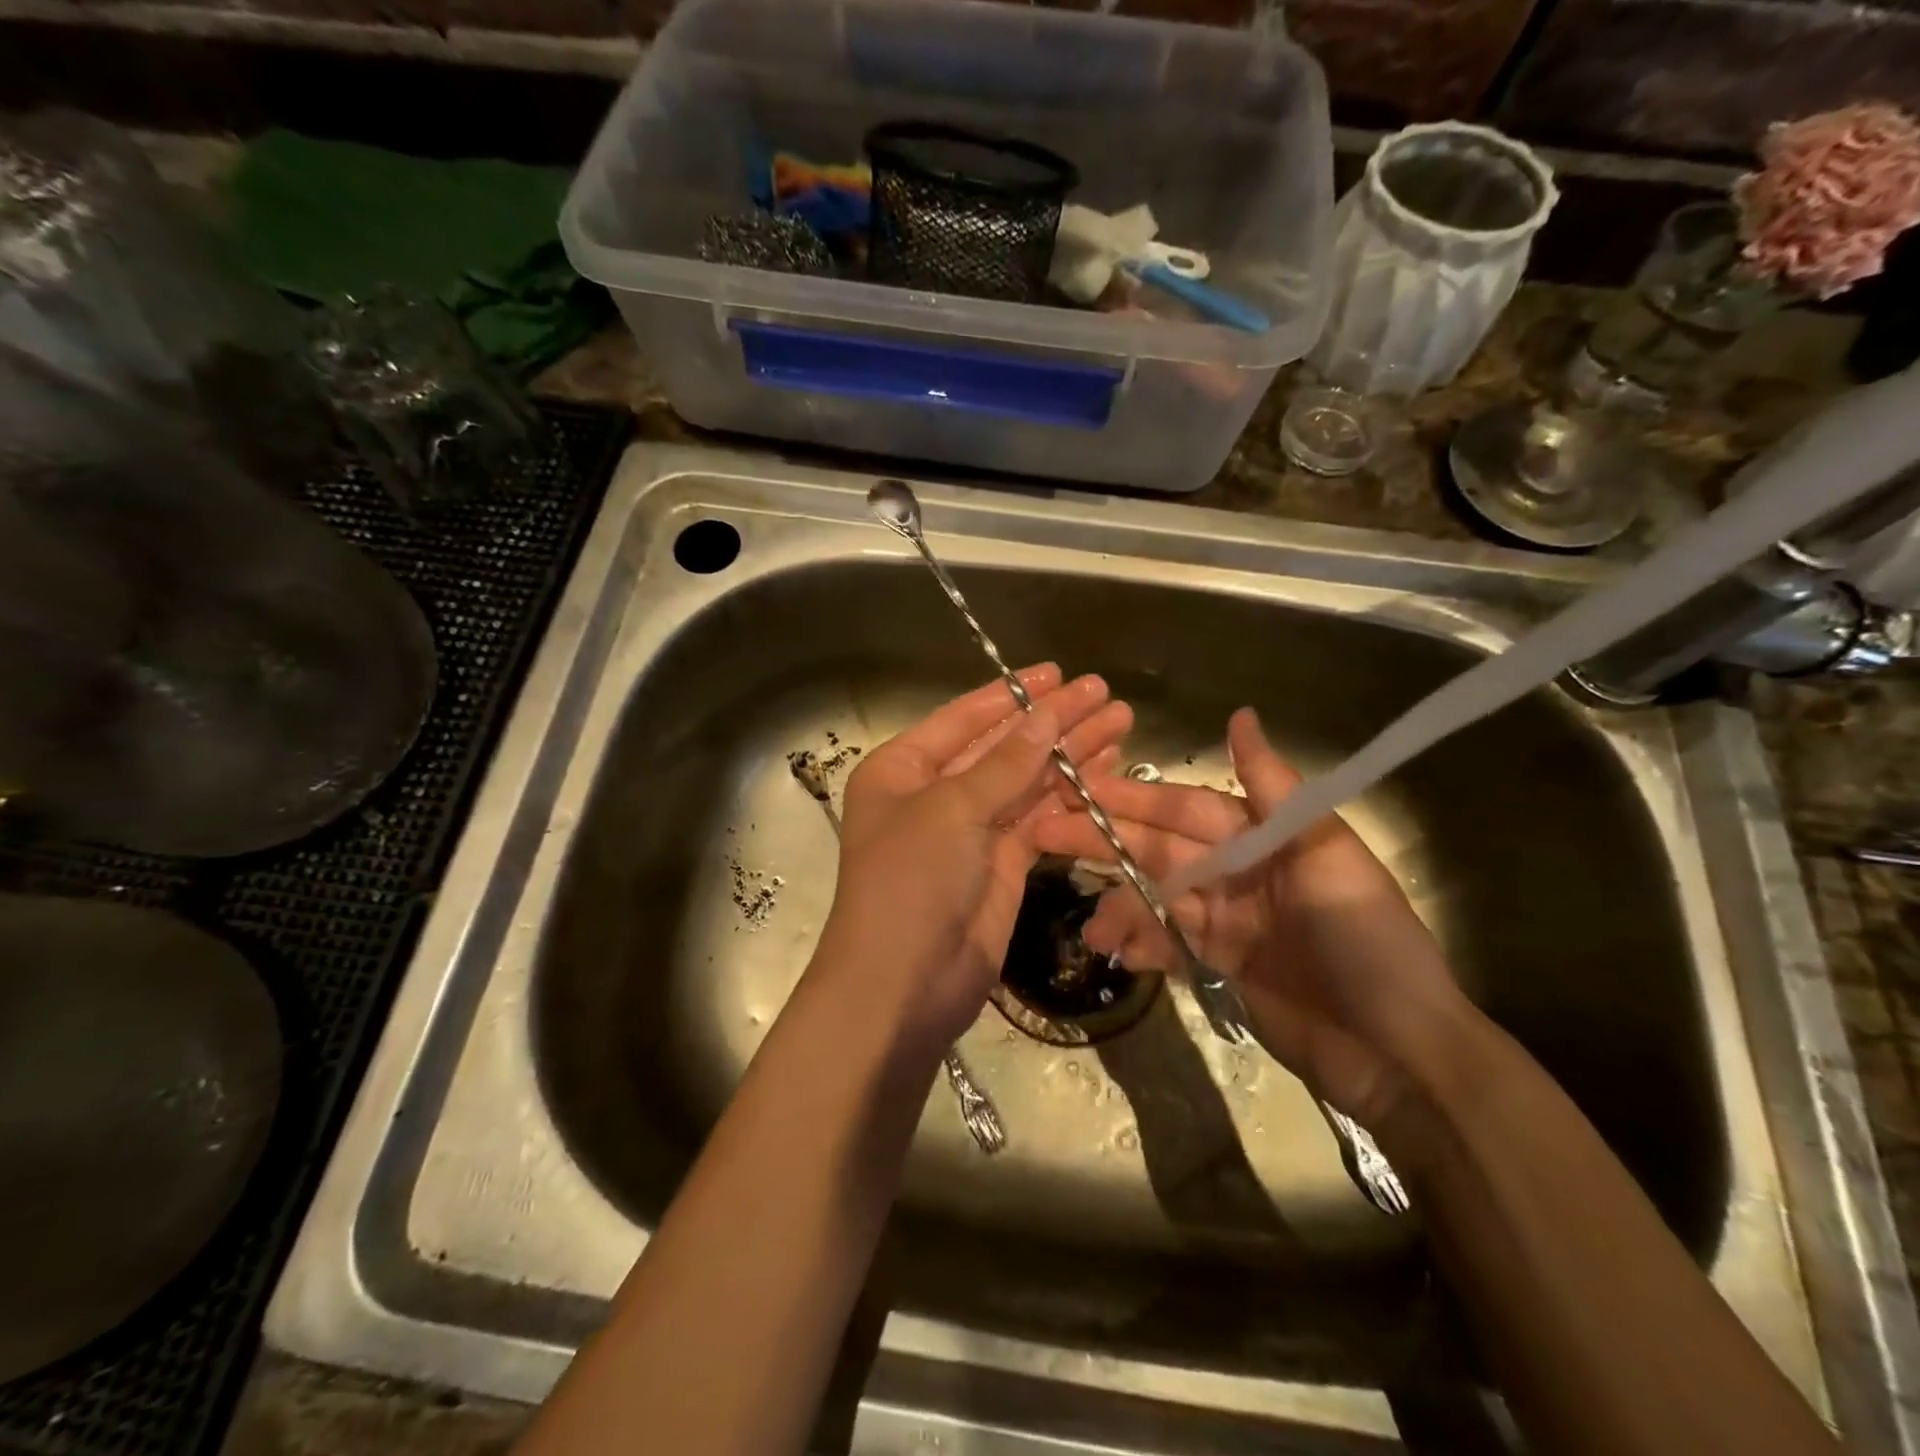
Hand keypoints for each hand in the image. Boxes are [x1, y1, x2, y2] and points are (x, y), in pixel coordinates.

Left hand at [811, 665, 1132, 1055]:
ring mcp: (971, 830)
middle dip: (1053, 721)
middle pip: (1003, 746)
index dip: (1014, 694)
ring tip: (1120, 723)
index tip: (1059, 673)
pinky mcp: (1002, 864)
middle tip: (1106, 694)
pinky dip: (1071, 797)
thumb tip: (1048, 713)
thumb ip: (1005, 762)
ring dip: (1071, 754)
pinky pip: (1040, 819)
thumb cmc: (911, 880)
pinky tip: (1106, 771)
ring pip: (1027, 781)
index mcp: (903, 768)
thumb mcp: (952, 809)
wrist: (904, 983)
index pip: (966, 718)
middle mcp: (935, 793)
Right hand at [1032, 707, 1467, 1129]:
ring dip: (1119, 905)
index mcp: (1263, 837)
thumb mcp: (1326, 856)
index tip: (1078, 788)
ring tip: (1089, 925)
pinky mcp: (1219, 965)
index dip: (1132, 798)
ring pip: (1155, 898)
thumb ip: (1274, 789)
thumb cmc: (1366, 941)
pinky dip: (1140, 944)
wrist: (1400, 1053)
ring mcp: (1226, 920)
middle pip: (1159, 849)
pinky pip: (1168, 944)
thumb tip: (1240, 715)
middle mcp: (1238, 870)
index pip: (1184, 809)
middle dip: (1104, 842)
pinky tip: (1114, 951)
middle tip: (1044, 834)